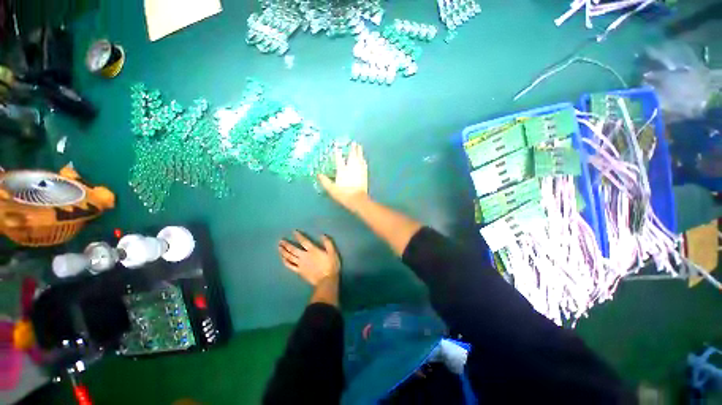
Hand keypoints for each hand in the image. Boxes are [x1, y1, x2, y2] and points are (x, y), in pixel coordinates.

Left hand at [278, 231, 339, 286]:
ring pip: (289, 257)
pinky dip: (285, 261)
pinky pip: (290, 266)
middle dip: (286, 244)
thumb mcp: (332, 252)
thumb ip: (328, 243)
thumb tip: (322, 235)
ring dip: (283, 251)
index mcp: (312, 250)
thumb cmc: (331, 265)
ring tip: (279, 247)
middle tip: (281, 240)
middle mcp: (304, 256)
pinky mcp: (299, 271)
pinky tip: (283, 258)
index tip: (293, 232)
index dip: (298, 236)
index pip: (303, 241)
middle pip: (293, 249)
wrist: (326, 280)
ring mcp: (300, 264)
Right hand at [318, 142, 367, 209]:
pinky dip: (363, 160)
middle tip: (353, 142)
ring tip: (359, 146)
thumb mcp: (331, 189)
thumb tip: (318, 174)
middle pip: (352, 155)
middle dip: (352, 148)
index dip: (337, 151)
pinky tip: (364, 158)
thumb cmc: (344, 194)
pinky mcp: (364, 174)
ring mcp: (359, 170)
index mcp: (342, 170)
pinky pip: (364, 164)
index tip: (337, 145)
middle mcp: (351, 167)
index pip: (339, 158)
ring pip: (359, 158)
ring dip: (359, 151)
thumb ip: (325, 181)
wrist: (358, 199)